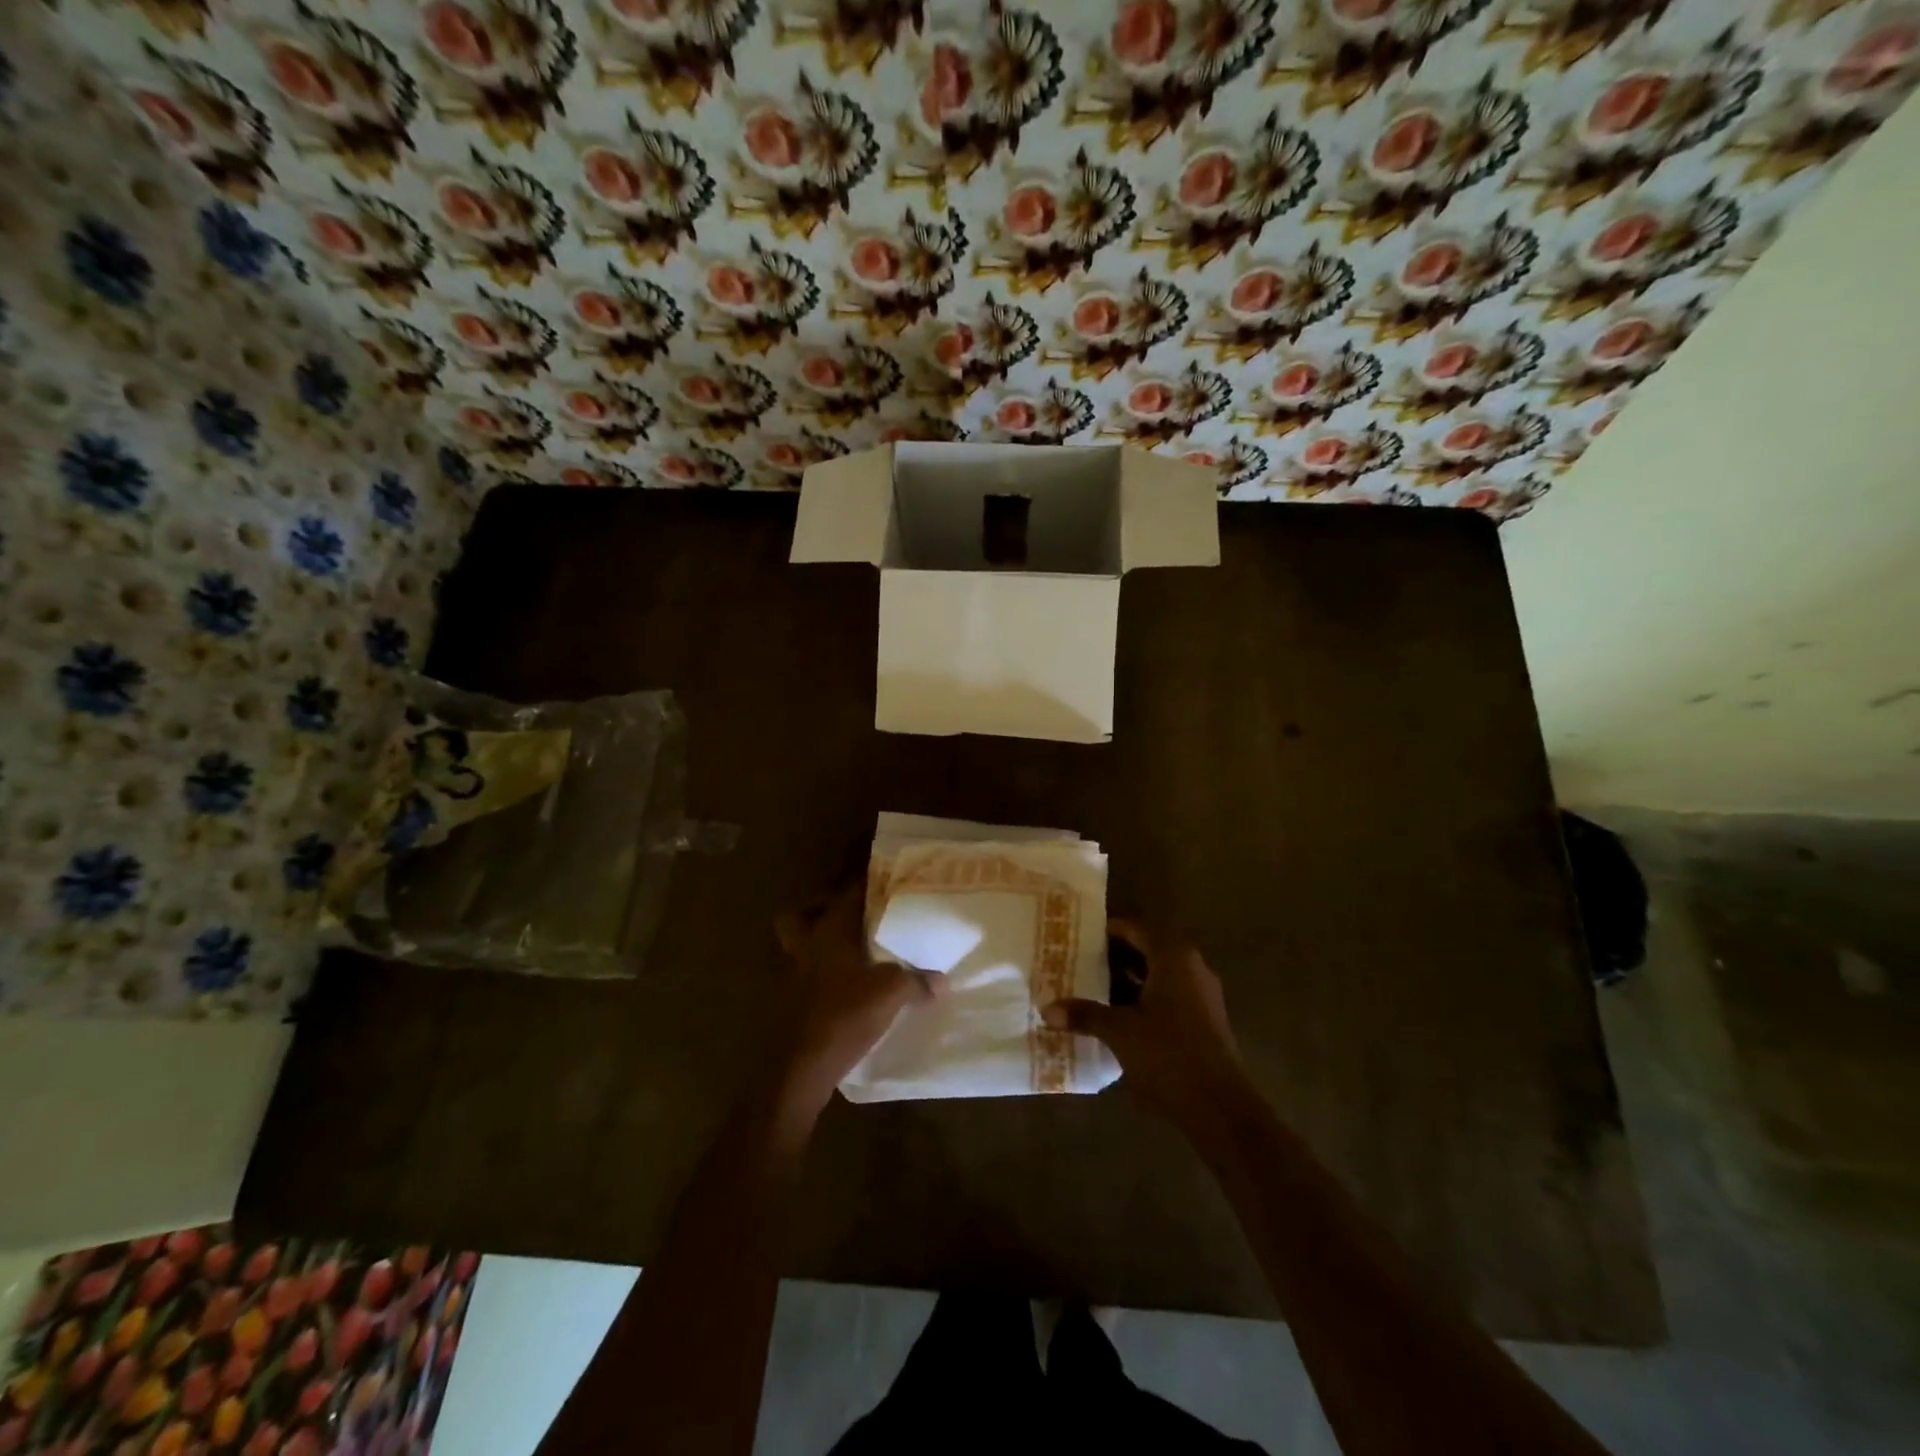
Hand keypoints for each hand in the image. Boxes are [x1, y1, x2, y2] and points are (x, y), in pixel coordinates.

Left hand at [772, 885, 932, 1115]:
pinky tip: (844, 989)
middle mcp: (805, 944)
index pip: (847, 893)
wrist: (798, 1068)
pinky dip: (820, 976)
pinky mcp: (788, 1003)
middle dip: (822, 912)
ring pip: (799, 946)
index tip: (887, 884)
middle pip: (802, 915)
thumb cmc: (844, 1015)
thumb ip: (917, 981)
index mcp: (828, 930)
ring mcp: (790, 974)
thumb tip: (942, 981)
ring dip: (820, 946)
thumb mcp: (891, 994)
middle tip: (853, 919)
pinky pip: (803, 976)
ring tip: (852, 954)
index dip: (867, 885)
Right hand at [1044, 919, 1251, 1132]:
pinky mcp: (1204, 1021)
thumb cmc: (1168, 1054)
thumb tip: (1048, 1009)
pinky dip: (1143, 998)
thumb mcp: (1119, 1032)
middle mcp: (1191, 967)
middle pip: (1148, 949)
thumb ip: (1085, 1015)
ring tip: (1093, 987)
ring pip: (1159, 974)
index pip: (1136, 928)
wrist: (1220, 1107)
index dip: (1108, 930)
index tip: (1079, 936)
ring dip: (1129, 978)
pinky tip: (1118, 1016)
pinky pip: (1168, 995)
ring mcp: (1201, 995)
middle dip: (1115, 955)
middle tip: (1080, 960)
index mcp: (1173, 956)